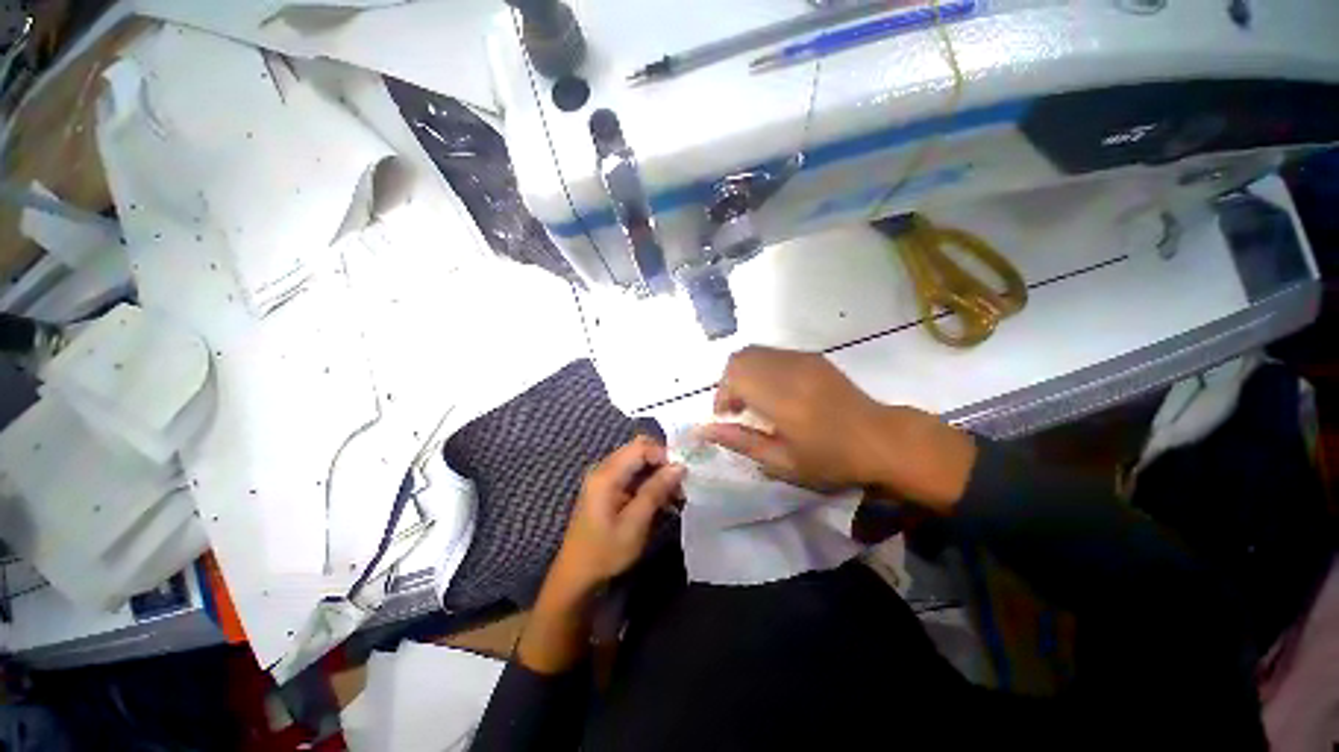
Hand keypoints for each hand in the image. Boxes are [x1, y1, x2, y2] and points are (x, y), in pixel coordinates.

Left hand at [550, 436, 684, 595]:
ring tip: (677, 494)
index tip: (683, 472)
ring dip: (658, 474)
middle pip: (639, 450)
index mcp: (606, 474)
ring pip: (637, 462)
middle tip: (682, 482)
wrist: (576, 576)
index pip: (640, 447)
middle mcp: (604, 469)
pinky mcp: (607, 489)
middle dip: (662, 462)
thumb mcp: (635, 523)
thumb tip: (679, 466)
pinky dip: (649, 482)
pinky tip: (663, 500)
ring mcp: (604, 478)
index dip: (664, 453)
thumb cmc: (605, 552)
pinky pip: (632, 474)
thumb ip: (656, 491)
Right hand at [700, 346, 975, 511]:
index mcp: (781, 397)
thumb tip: (703, 431)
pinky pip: (773, 354)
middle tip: (737, 409)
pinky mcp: (812, 357)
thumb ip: (740, 441)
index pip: (734, 376)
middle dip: (729, 381)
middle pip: (740, 358)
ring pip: (755, 352)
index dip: (722, 395)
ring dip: (744, 373)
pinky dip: (761, 368)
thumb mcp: (781, 461)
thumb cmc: (830, 458)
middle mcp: (788, 369)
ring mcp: (802, 359)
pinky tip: (774, 391)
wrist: (881, 439)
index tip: (727, 417)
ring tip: (754, 400)